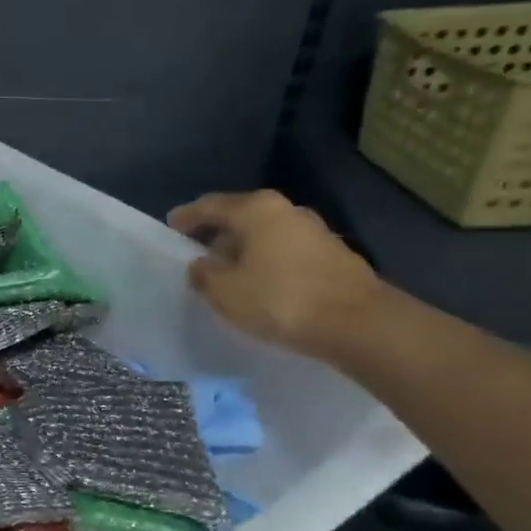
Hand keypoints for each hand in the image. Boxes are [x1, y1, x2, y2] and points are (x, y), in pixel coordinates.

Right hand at [166, 189, 381, 358]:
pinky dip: (266, 261)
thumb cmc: (280, 300)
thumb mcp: (223, 292)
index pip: (209, 206)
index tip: (170, 228)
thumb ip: (203, 274)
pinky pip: (285, 251)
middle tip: (197, 255)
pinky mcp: (332, 254)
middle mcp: (286, 210)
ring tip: (228, 274)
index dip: (186, 217)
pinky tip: (260, 284)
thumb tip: (202, 264)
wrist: (360, 324)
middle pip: (240, 216)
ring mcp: (314, 231)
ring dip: (243, 249)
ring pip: (264, 234)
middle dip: (216, 234)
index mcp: (256, 210)